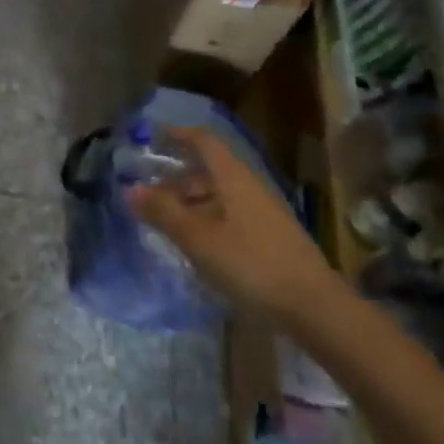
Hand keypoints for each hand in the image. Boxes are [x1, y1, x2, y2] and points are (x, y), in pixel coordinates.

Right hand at [128, 127, 337, 319]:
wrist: (313, 307)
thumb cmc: (250, 264)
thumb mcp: (198, 238)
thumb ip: (163, 212)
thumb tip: (130, 189)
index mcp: (234, 178)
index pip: (204, 142)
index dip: (177, 135)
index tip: (151, 137)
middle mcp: (249, 188)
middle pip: (208, 171)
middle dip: (175, 179)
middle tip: (146, 195)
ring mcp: (262, 214)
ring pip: (218, 196)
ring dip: (188, 203)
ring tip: (163, 223)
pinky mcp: (268, 239)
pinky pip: (228, 217)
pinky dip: (205, 221)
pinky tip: (193, 245)